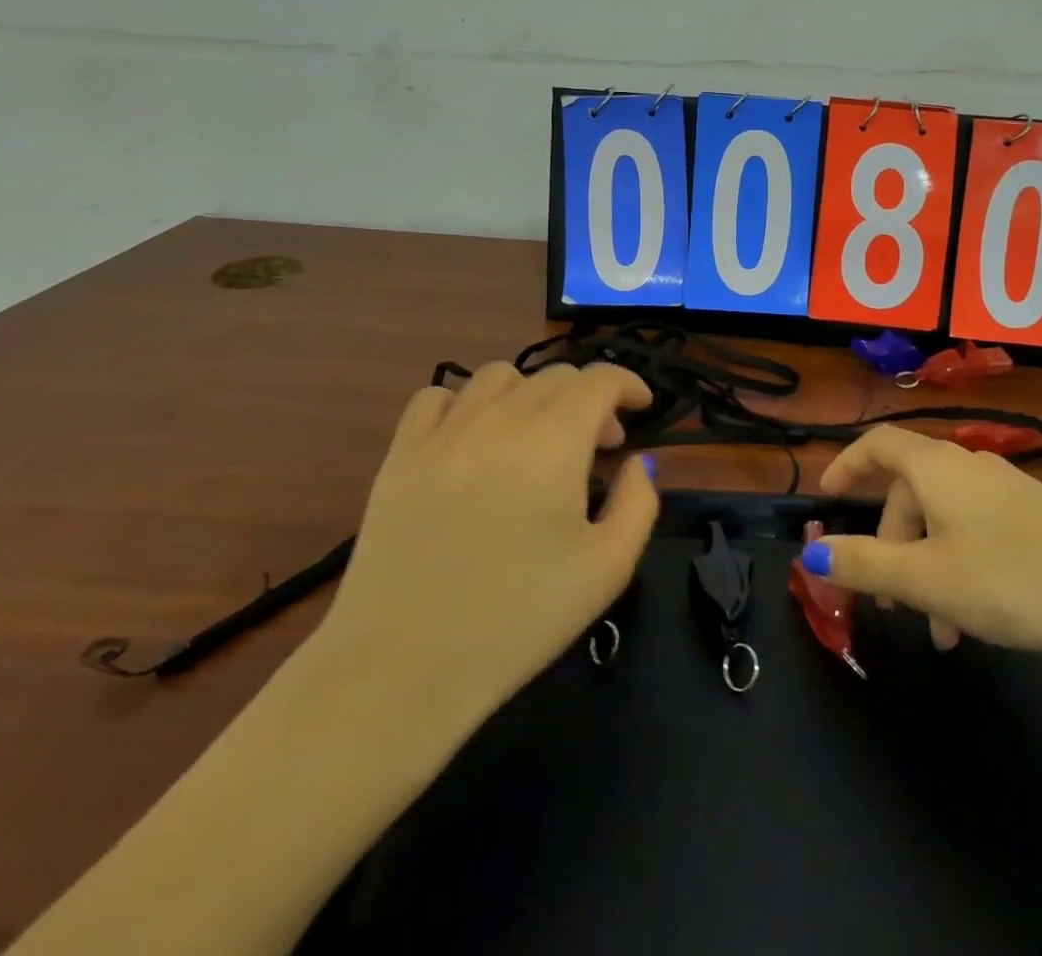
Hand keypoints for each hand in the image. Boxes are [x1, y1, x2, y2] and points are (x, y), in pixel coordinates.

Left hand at [308, 361, 657, 725]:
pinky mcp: (400, 454)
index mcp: (555, 438)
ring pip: (498, 377)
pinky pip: (436, 398)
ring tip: (536, 437)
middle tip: (598, 445)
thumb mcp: (607, 568)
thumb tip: (636, 463)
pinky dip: (466, 403)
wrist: (404, 666)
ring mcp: (444, 431)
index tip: (641, 408)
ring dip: (532, 394)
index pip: (600, 379)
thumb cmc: (519, 619)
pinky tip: (473, 438)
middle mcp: (500, 417)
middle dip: (589, 399)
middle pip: (555, 376)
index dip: (628, 384)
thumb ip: (638, 502)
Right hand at [809, 426, 1041, 665]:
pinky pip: (977, 532)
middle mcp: (969, 468)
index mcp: (936, 467)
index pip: (878, 444)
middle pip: (909, 490)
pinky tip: (974, 621)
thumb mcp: (926, 578)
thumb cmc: (1010, 578)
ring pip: (944, 519)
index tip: (828, 497)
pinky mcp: (1037, 518)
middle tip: (885, 596)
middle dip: (889, 542)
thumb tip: (812, 552)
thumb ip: (864, 564)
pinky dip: (959, 566)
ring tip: (934, 628)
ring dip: (926, 565)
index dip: (847, 464)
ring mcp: (1007, 491)